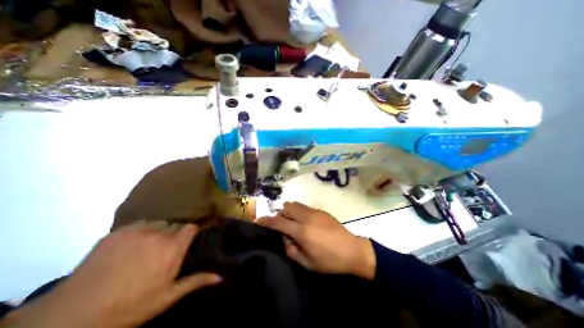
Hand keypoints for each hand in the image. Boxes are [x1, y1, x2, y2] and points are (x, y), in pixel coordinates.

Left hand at [10, 223, 221, 327]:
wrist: (70, 318)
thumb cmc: (129, 307)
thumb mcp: (167, 297)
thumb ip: (196, 281)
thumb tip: (221, 277)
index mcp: (172, 248)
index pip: (191, 227)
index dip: (192, 232)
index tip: (189, 239)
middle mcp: (159, 234)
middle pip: (175, 225)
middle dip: (175, 234)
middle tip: (167, 248)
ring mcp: (137, 231)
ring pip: (158, 224)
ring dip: (159, 232)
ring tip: (149, 247)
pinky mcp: (118, 232)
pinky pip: (139, 225)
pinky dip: (141, 232)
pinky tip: (133, 246)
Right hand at [255, 203, 373, 279]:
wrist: (352, 250)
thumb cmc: (329, 260)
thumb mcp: (307, 262)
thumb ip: (291, 249)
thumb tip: (285, 238)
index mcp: (302, 231)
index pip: (278, 222)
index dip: (266, 220)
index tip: (258, 220)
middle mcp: (307, 217)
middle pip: (287, 207)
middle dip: (281, 214)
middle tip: (284, 226)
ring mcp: (315, 211)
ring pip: (295, 204)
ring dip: (290, 212)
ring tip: (295, 224)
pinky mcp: (321, 211)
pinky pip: (305, 207)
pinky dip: (300, 212)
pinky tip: (307, 224)